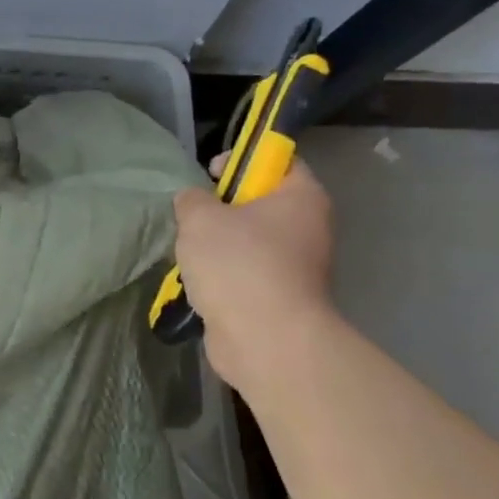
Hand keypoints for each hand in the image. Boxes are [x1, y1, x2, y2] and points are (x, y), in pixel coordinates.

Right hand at [173, 154, 334, 386]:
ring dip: (217, 245)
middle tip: (193, 218)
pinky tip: (198, 283)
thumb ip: (192, 199)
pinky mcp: (279, 297)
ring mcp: (296, 266)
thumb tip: (194, 201)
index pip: (278, 160)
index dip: (242, 160)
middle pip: (260, 202)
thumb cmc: (238, 264)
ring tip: (190, 255)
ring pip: (249, 241)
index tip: (209, 174)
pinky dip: (222, 276)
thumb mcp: (200, 218)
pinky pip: (245, 273)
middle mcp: (308, 227)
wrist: (265, 339)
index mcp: (301, 197)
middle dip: (221, 208)